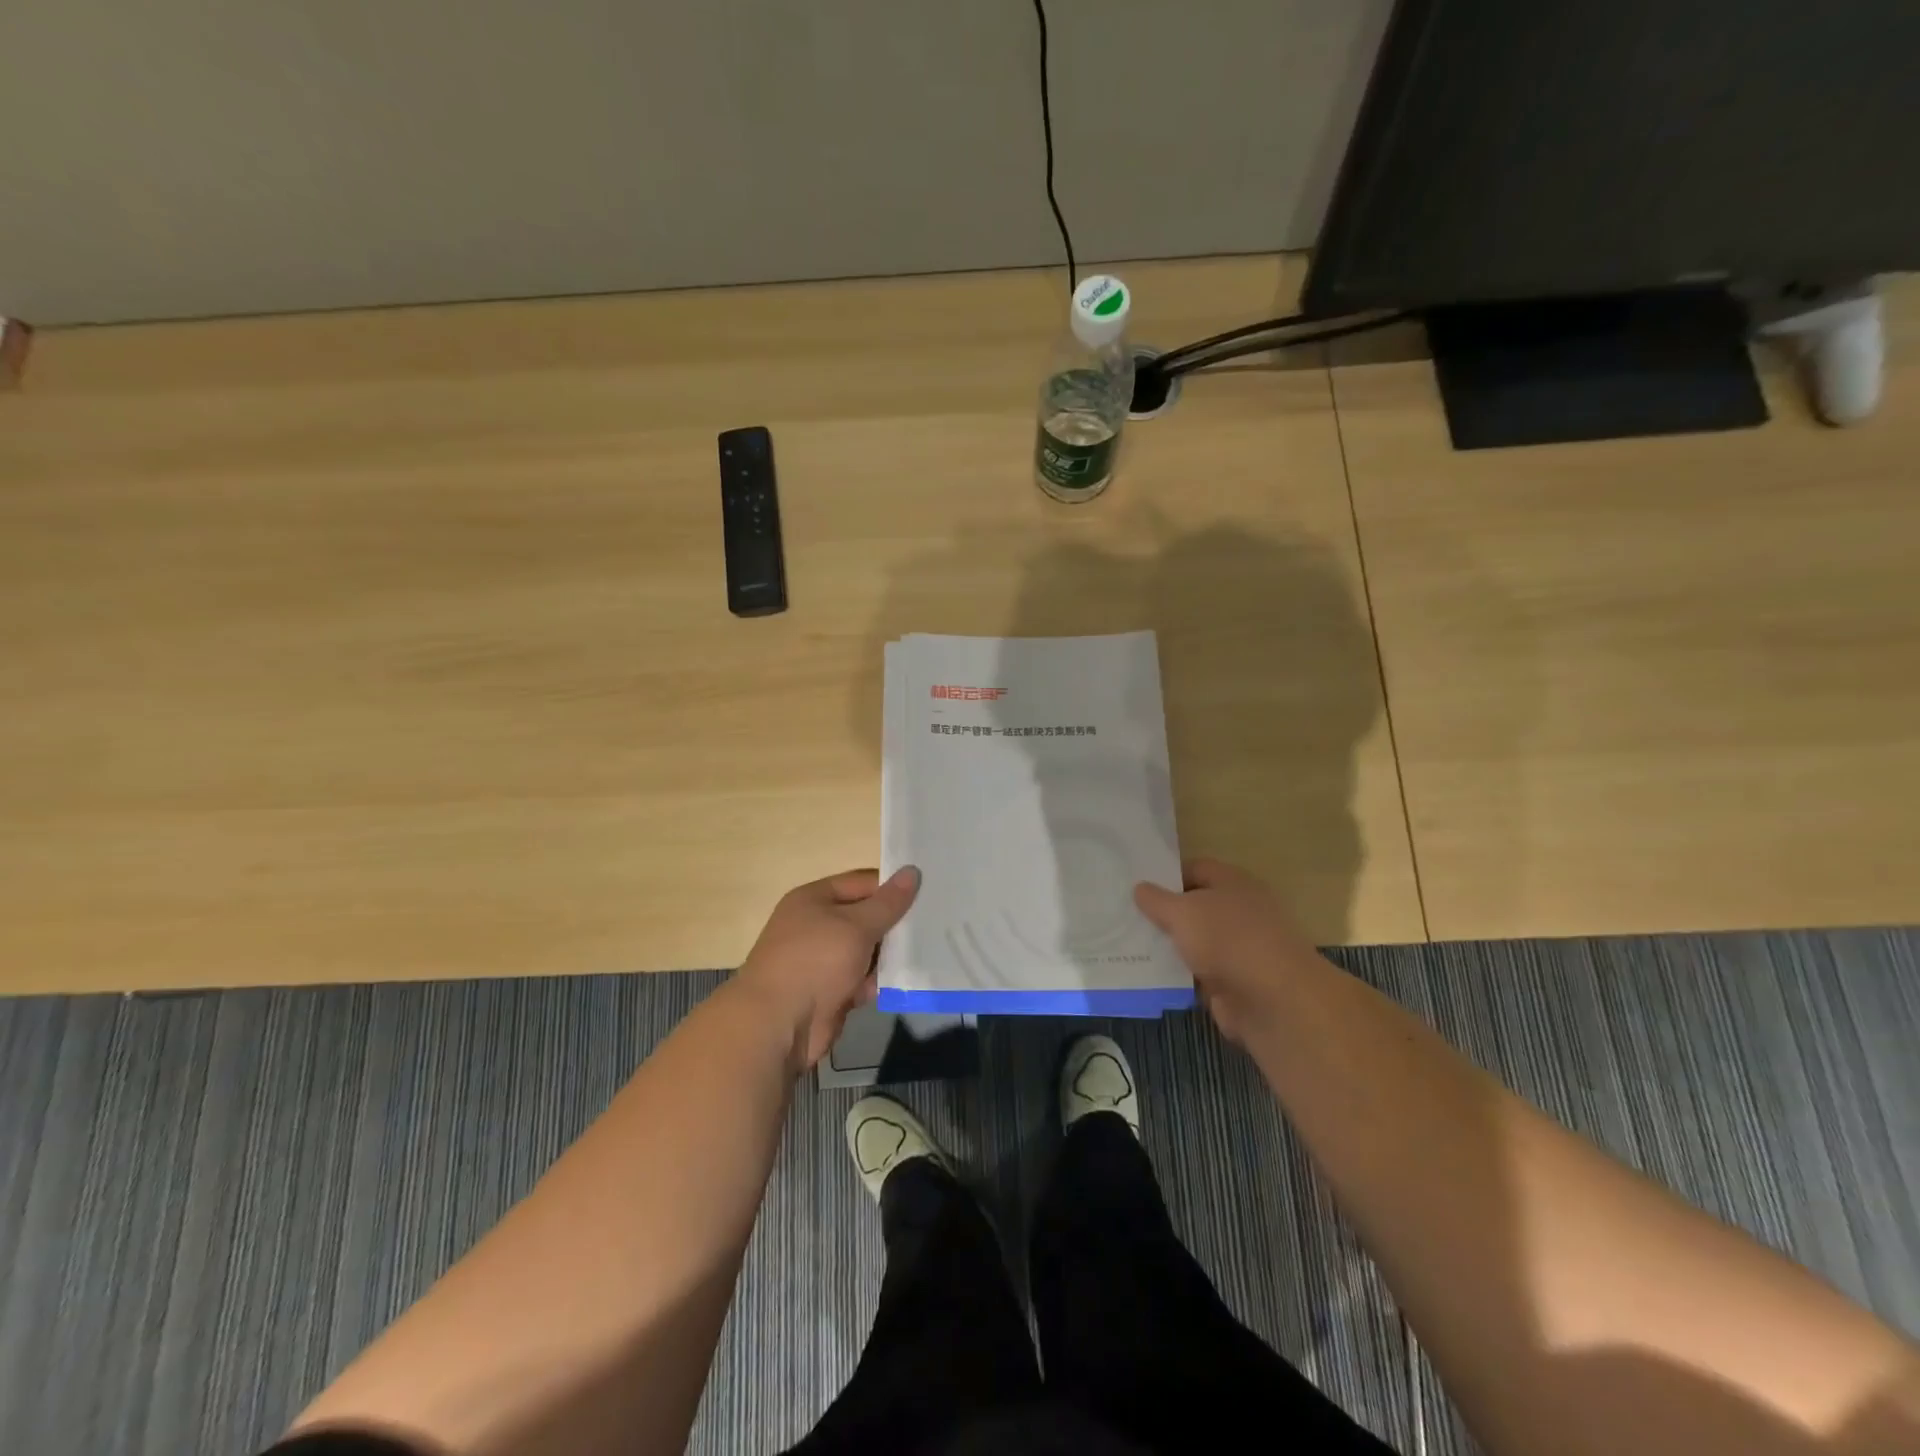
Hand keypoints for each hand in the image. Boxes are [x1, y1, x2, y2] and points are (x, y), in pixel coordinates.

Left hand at [734, 866, 920, 1070]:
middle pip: (865, 917)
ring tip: (926, 953)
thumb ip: (888, 902)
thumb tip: (912, 871)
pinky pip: (860, 979)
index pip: (862, 883)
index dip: (892, 887)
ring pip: (866, 950)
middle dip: (894, 924)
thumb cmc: (815, 962)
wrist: (777, 1025)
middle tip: (933, 925)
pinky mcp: (829, 991)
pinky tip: (903, 983)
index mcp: (814, 899)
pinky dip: (876, 981)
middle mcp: (816, 925)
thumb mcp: (856, 926)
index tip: (927, 893)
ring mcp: (821, 960)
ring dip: (888, 956)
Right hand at [1135, 858, 1318, 1045]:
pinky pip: (1198, 973)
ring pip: (1195, 942)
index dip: (1166, 875)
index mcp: (1234, 883)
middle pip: (1195, 906)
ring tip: (1129, 945)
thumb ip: (1157, 899)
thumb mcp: (1182, 912)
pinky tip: (1148, 974)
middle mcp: (1240, 912)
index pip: (1196, 869)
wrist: (1273, 1001)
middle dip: (1164, 913)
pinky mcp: (1234, 983)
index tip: (1136, 885)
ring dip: (1169, 946)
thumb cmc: (1227, 939)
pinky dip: (1179, 975)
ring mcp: (1239, 949)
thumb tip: (1139, 888)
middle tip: (1126, 915)